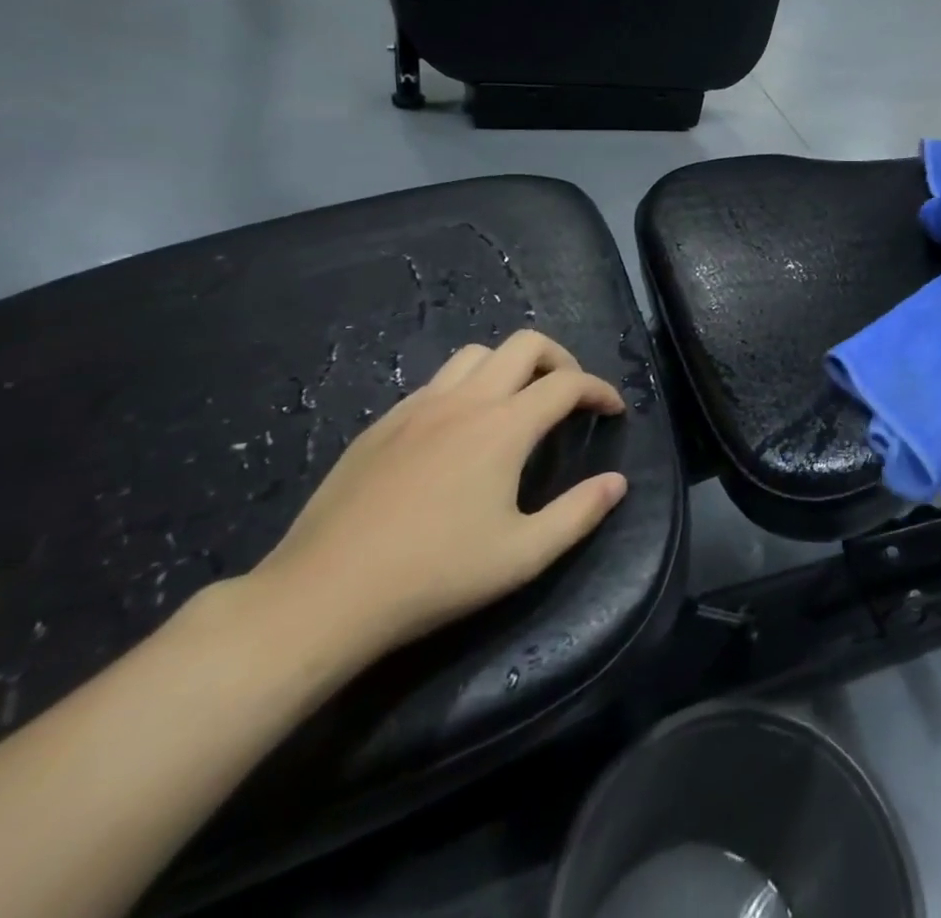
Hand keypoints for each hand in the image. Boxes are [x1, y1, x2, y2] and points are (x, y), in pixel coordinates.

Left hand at [241, 332, 628, 665]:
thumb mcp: (522, 556)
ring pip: (477, 354)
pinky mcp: (382, 424)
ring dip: (510, 366)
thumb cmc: (434, 576)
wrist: (322, 596)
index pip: (567, 383)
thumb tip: (617, 482)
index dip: (599, 390)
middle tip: (569, 397)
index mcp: (503, 427)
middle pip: (525, 344)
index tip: (613, 410)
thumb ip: (579, 513)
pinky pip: (437, 382)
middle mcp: (465, 401)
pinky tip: (460, 431)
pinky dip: (467, 387)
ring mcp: (418, 407)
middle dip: (561, 360)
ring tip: (518, 403)